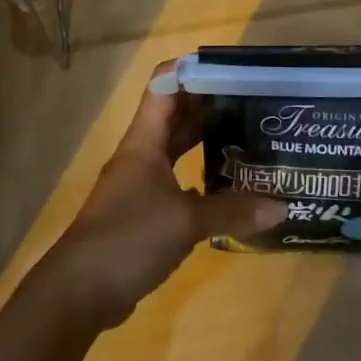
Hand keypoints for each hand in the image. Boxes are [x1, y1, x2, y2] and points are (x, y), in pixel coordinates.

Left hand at [45, 66, 283, 328]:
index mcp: (144, 141)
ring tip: (246, 134)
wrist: (79, 290)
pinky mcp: (142, 212)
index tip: (232, 70)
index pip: (165, 85)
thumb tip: (280, 207)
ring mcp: (140, 183)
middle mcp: (141, 154)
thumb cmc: (129, 238)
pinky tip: (226, 185)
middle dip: (209, 104)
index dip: (194, 71)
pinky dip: (199, 177)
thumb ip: (232, 210)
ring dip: (204, 140)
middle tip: (252, 101)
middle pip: (174, 114)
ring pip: (175, 148)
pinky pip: (176, 181)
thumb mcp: (186, 222)